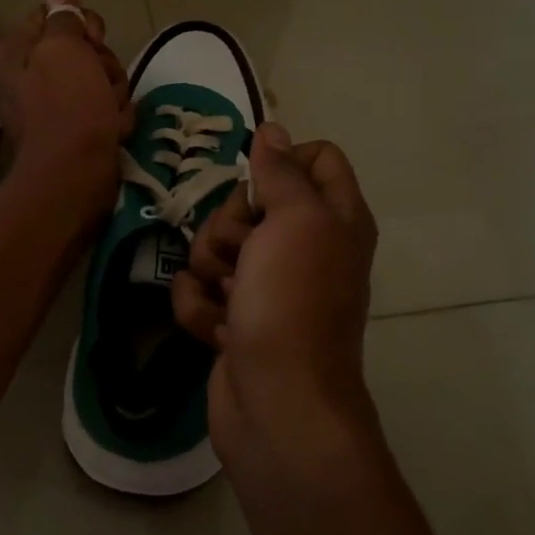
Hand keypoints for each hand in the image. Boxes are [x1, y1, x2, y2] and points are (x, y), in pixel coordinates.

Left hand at [0, 0, 132, 219]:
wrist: (74, 177)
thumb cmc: (67, 107)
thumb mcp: (65, 49)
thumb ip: (63, 17)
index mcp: (17, 51)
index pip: (55, 16)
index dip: (81, 25)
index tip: (94, 40)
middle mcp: (29, 76)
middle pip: (81, 50)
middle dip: (103, 63)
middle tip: (102, 81)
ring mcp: (52, 107)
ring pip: (98, 80)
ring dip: (113, 93)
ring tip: (110, 112)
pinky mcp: (74, 132)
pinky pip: (103, 111)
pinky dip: (113, 119)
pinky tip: (114, 130)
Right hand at [172, 124, 379, 478]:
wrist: (278, 404)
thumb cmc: (293, 302)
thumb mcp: (295, 221)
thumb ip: (282, 171)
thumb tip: (273, 130)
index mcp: (335, 218)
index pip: (315, 157)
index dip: (282, 160)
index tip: (258, 181)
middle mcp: (304, 247)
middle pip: (250, 200)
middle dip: (230, 222)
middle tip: (244, 252)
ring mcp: (267, 285)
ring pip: (217, 244)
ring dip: (210, 267)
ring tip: (229, 296)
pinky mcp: (235, 318)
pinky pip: (200, 289)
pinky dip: (200, 306)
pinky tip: (215, 328)